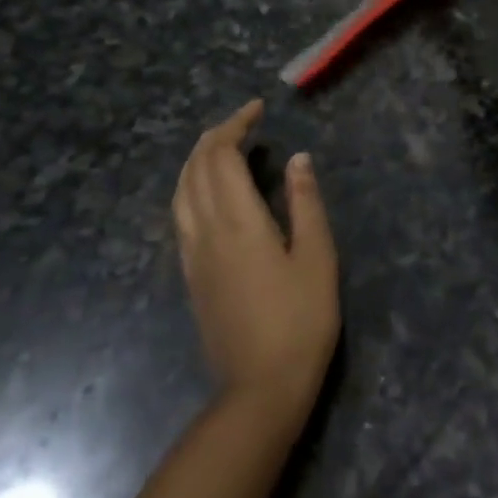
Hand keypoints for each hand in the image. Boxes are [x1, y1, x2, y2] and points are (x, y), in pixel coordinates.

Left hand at [172, 100, 339, 428]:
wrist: (259, 388)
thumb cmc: (300, 320)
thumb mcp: (317, 257)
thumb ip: (305, 203)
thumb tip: (297, 158)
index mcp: (238, 221)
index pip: (222, 156)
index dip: (236, 126)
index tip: (257, 109)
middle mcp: (206, 230)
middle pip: (196, 168)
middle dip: (215, 136)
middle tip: (244, 121)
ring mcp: (192, 255)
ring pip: (181, 191)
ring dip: (197, 159)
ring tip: (223, 147)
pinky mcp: (191, 275)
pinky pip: (180, 214)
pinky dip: (191, 186)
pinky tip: (209, 192)